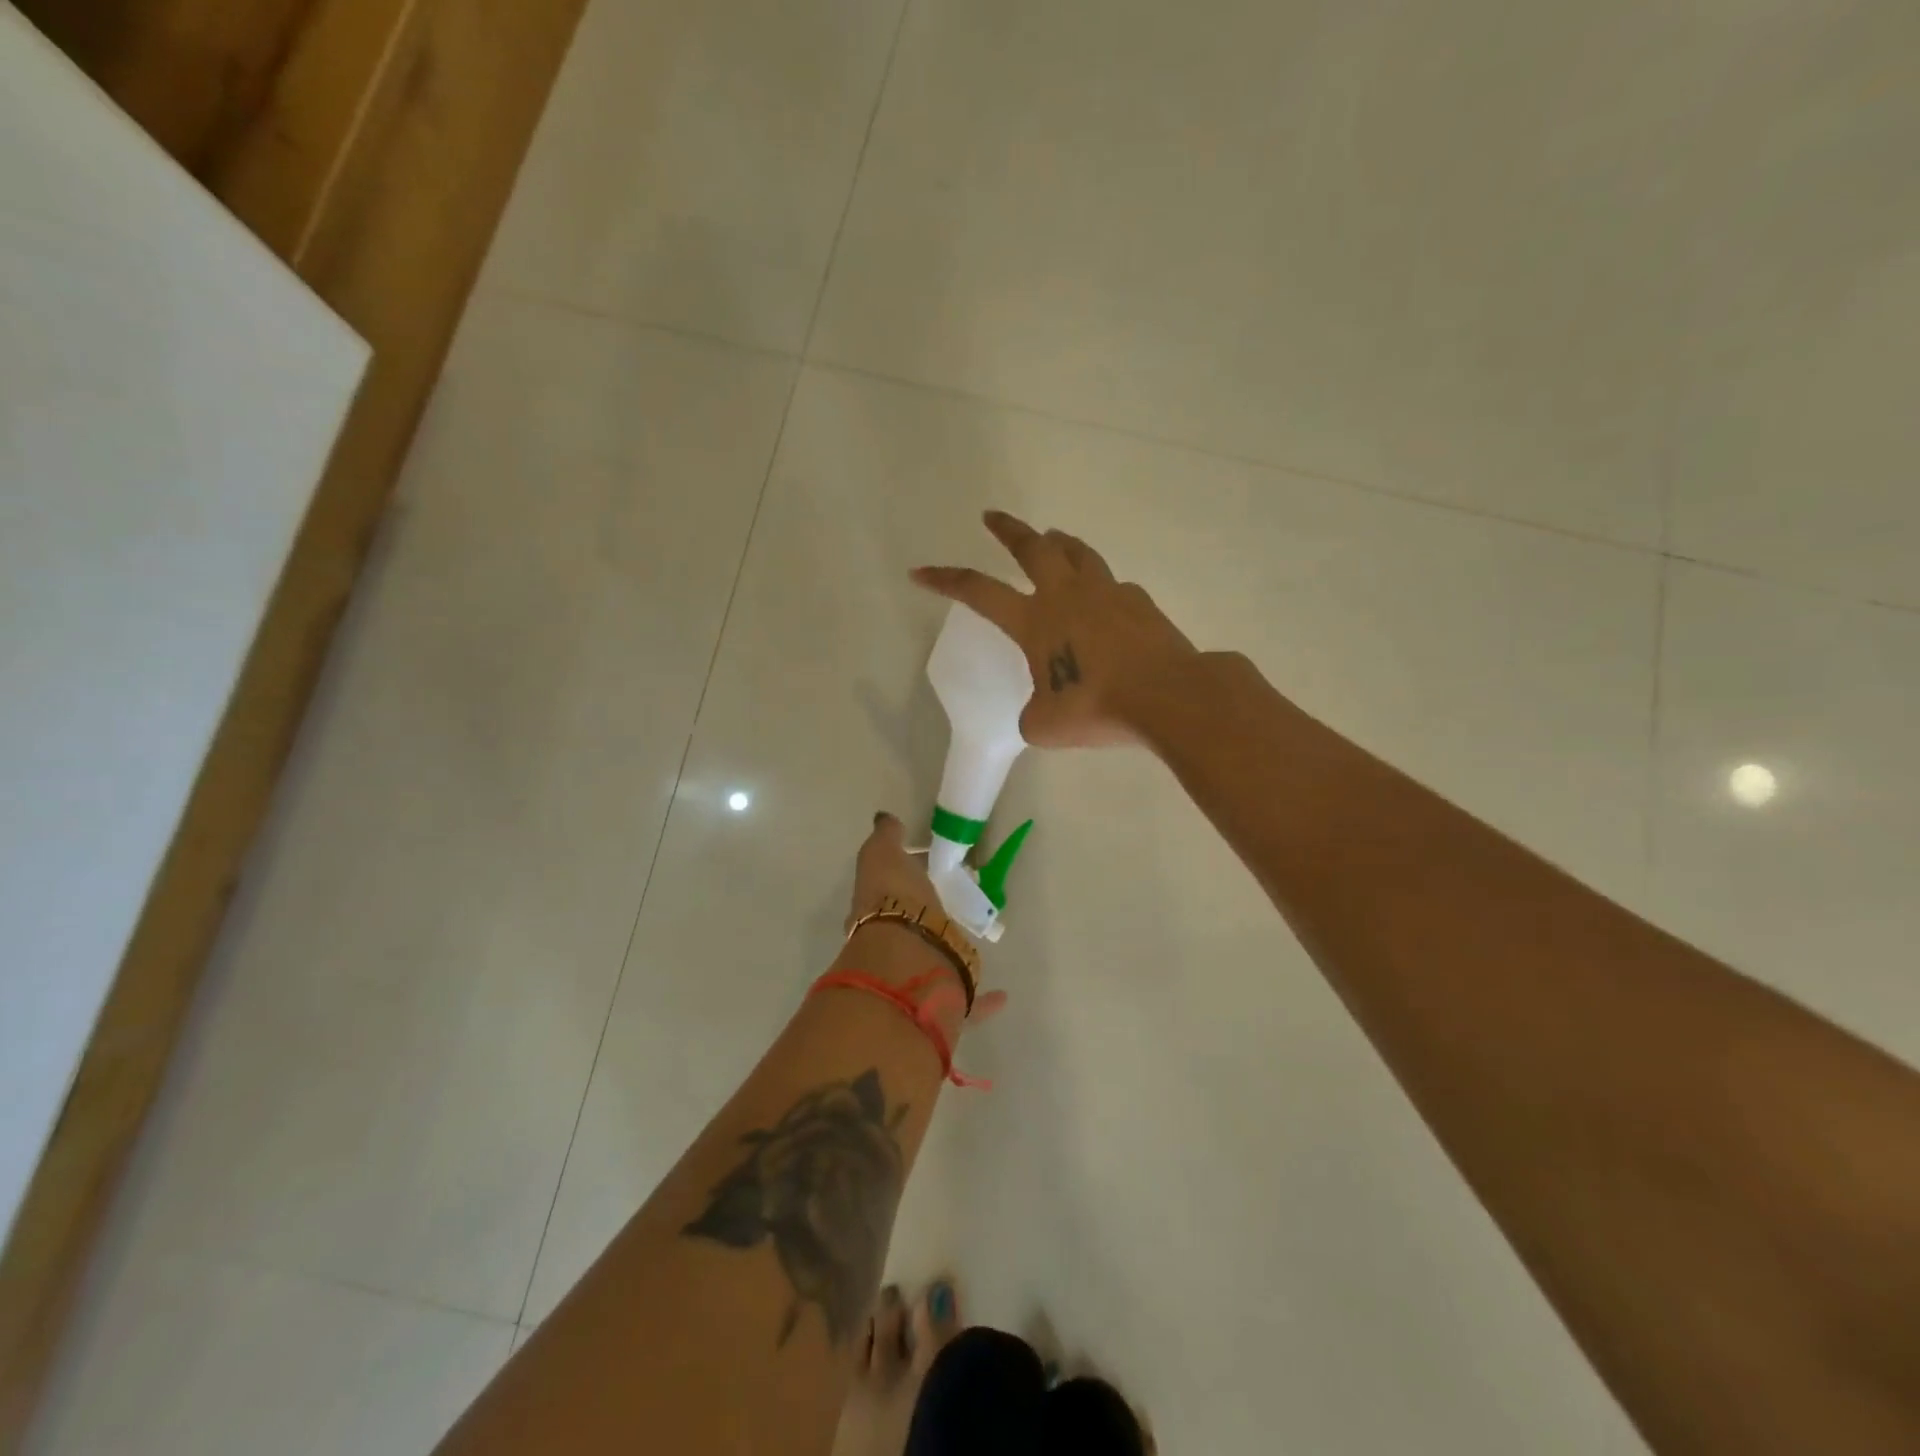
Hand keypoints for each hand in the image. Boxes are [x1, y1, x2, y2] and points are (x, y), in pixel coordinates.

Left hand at [844, 813, 1005, 1021]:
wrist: (909, 960)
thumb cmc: (894, 902)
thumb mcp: (883, 856)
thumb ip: (885, 838)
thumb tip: (885, 820)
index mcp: (873, 915)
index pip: (883, 896)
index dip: (898, 881)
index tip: (922, 868)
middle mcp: (891, 949)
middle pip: (907, 931)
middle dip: (923, 920)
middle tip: (948, 903)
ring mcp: (918, 977)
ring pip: (934, 964)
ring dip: (947, 955)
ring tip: (970, 941)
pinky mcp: (946, 1001)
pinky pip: (967, 1001)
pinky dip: (984, 1000)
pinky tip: (1002, 995)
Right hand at [911, 511, 1198, 747]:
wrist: (1169, 697)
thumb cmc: (1097, 709)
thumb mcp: (1045, 725)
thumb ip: (1034, 712)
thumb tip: (1044, 707)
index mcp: (1035, 620)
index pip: (979, 592)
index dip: (946, 580)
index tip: (920, 571)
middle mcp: (1068, 595)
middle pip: (1032, 547)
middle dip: (1008, 530)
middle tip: (992, 517)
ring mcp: (1108, 593)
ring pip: (1078, 553)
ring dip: (1058, 543)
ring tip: (1052, 538)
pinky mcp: (1142, 604)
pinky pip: (1114, 586)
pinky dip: (1101, 587)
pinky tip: (1105, 604)